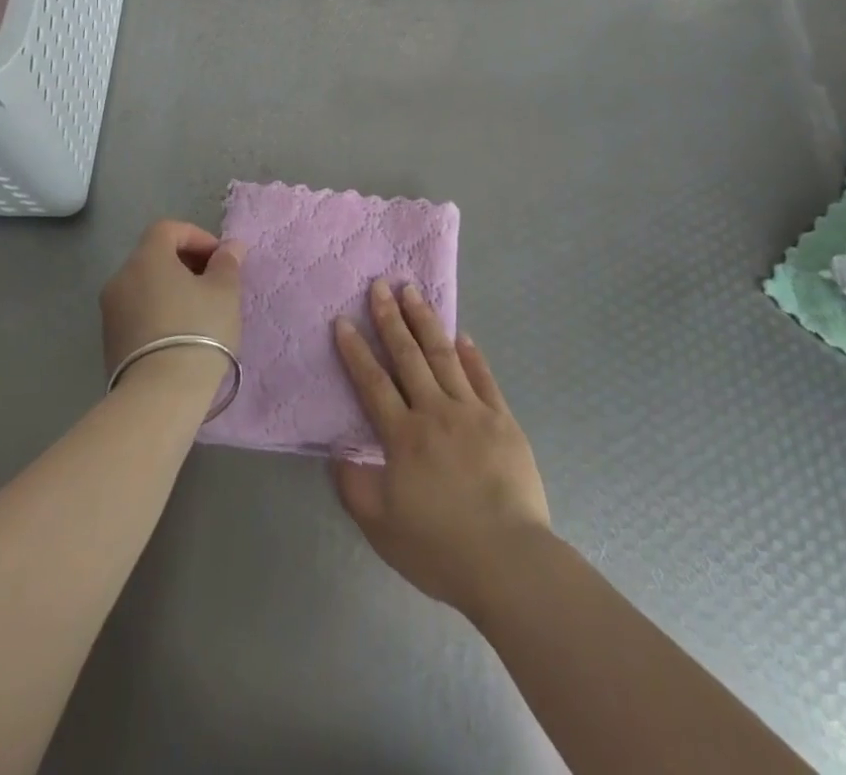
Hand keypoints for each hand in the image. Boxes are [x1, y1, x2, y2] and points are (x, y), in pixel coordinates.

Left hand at [102, 220, 244, 382]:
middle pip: (154, 256)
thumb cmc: (199, 330)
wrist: (160, 394)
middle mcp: (121, 278)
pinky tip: (182, 334)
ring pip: (146, 285)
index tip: (220, 259)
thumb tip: (230, 247)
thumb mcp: (225, 292)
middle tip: (215, 284)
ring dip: (173, 289)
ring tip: (201, 312)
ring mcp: (110, 311)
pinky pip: (138, 311)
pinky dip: (159, 310)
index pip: (168, 229)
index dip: (197, 236)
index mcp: (146, 258)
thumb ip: (227, 263)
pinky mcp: (110, 340)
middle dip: (186, 263)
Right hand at [332, 281, 551, 620]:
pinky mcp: (502, 420)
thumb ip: (354, 486)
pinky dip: (471, 354)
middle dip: (391, 319)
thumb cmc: (439, 548)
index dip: (356, 350)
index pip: (373, 383)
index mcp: (403, 436)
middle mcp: (435, 412)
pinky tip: (462, 335)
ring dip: (426, 322)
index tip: (344, 320)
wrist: (508, 560)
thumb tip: (338, 452)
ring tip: (413, 292)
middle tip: (380, 285)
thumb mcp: (381, 527)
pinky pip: (483, 378)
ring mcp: (472, 412)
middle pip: (408, 357)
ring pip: (444, 356)